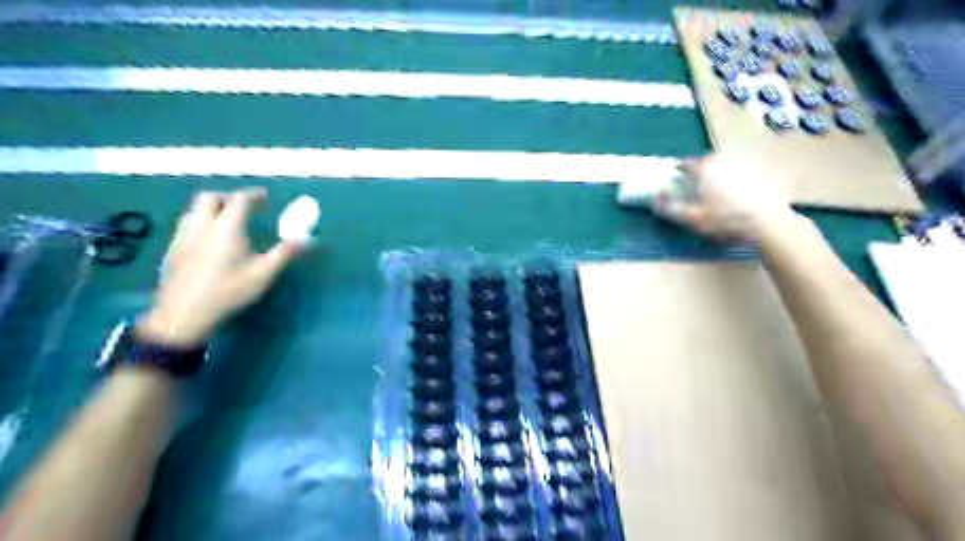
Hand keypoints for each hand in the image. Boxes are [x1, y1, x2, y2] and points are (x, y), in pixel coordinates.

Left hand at [135, 189, 305, 345]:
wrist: (184, 316)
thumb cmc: (228, 292)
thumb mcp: (263, 274)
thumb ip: (285, 253)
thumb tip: (309, 238)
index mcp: (226, 228)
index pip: (239, 200)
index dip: (253, 195)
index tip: (265, 197)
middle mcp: (201, 227)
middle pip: (209, 198)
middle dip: (228, 197)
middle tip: (245, 208)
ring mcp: (182, 238)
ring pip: (194, 211)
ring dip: (212, 209)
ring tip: (227, 222)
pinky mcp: (172, 251)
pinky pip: (186, 226)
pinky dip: (201, 224)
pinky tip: (209, 242)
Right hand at [656, 154, 798, 242]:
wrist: (768, 223)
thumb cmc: (725, 220)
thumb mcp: (692, 218)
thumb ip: (670, 208)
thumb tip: (653, 200)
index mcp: (704, 168)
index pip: (685, 164)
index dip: (679, 172)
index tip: (677, 182)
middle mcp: (723, 159)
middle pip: (705, 162)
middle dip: (698, 172)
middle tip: (695, 187)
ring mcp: (743, 163)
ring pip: (723, 165)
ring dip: (717, 174)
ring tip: (715, 191)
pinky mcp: (760, 171)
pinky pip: (740, 171)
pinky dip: (734, 179)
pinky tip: (736, 194)